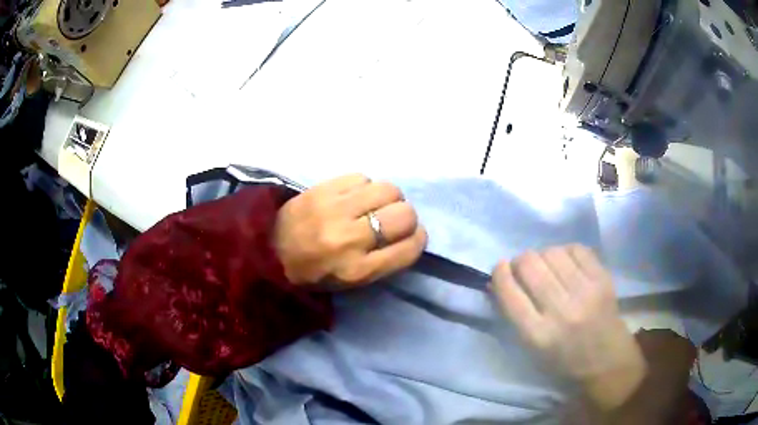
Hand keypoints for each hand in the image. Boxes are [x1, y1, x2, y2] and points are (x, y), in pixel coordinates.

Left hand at [274, 174, 426, 287]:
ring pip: (388, 190)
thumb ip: (385, 260)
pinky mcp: (322, 189)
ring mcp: (335, 210)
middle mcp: (350, 239)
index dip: (417, 238)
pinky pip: (362, 177)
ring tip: (372, 204)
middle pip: (404, 215)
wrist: (268, 251)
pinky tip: (352, 196)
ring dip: (387, 197)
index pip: (410, 248)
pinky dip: (364, 186)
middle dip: (405, 216)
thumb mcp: (352, 281)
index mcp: (358, 270)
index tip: (411, 235)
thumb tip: (410, 232)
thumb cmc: (313, 272)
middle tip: (391, 218)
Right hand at [492, 245, 645, 410]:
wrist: (607, 360)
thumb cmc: (564, 360)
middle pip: (530, 265)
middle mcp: (562, 311)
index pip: (510, 294)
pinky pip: (576, 249)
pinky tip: (567, 263)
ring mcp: (586, 292)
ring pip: (552, 252)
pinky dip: (566, 251)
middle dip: (520, 261)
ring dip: (543, 255)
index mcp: (539, 335)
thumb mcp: (532, 348)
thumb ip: (514, 314)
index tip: (500, 268)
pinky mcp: (603, 279)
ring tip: (547, 266)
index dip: (500, 274)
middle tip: (523, 267)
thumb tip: (498, 280)